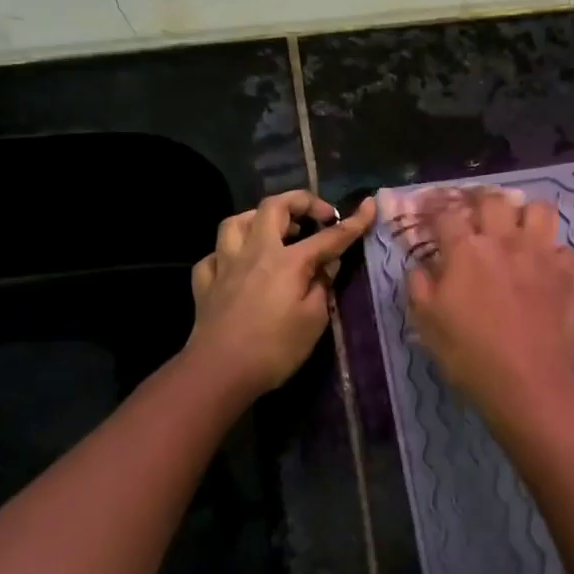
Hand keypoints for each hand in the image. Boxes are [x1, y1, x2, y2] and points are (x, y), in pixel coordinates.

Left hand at [188, 190, 374, 397]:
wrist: (219, 372)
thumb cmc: (275, 349)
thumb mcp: (314, 320)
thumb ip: (322, 286)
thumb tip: (326, 265)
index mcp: (288, 261)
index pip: (328, 237)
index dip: (352, 222)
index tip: (368, 207)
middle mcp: (255, 252)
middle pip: (274, 207)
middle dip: (300, 202)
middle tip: (318, 216)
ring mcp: (225, 265)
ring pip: (236, 222)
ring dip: (258, 218)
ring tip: (274, 231)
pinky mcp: (205, 283)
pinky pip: (215, 255)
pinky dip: (229, 254)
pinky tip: (238, 265)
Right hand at [391, 186, 573, 417]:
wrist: (530, 383)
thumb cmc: (471, 356)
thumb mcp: (428, 325)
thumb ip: (419, 287)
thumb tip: (420, 265)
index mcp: (466, 251)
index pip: (446, 214)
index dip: (435, 209)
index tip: (430, 213)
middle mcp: (504, 241)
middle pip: (493, 200)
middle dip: (480, 201)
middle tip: (475, 215)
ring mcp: (541, 254)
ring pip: (538, 210)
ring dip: (525, 215)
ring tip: (517, 230)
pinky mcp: (568, 273)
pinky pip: (564, 248)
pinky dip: (553, 253)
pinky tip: (545, 268)